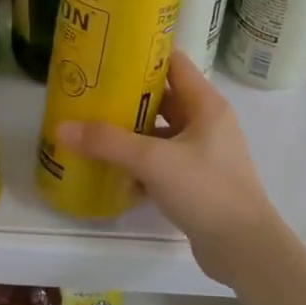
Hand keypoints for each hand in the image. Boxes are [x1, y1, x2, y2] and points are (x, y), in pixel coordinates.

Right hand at [56, 51, 286, 287]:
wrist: (244, 249)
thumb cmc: (206, 190)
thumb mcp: (153, 161)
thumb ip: (108, 142)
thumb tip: (61, 127)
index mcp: (206, 105)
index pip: (173, 64)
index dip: (142, 56)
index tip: (107, 55)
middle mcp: (206, 123)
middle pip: (162, 99)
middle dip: (127, 97)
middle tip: (90, 93)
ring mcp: (202, 154)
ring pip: (160, 133)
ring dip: (130, 134)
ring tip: (92, 130)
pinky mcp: (196, 181)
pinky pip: (161, 163)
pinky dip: (139, 165)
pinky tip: (111, 173)